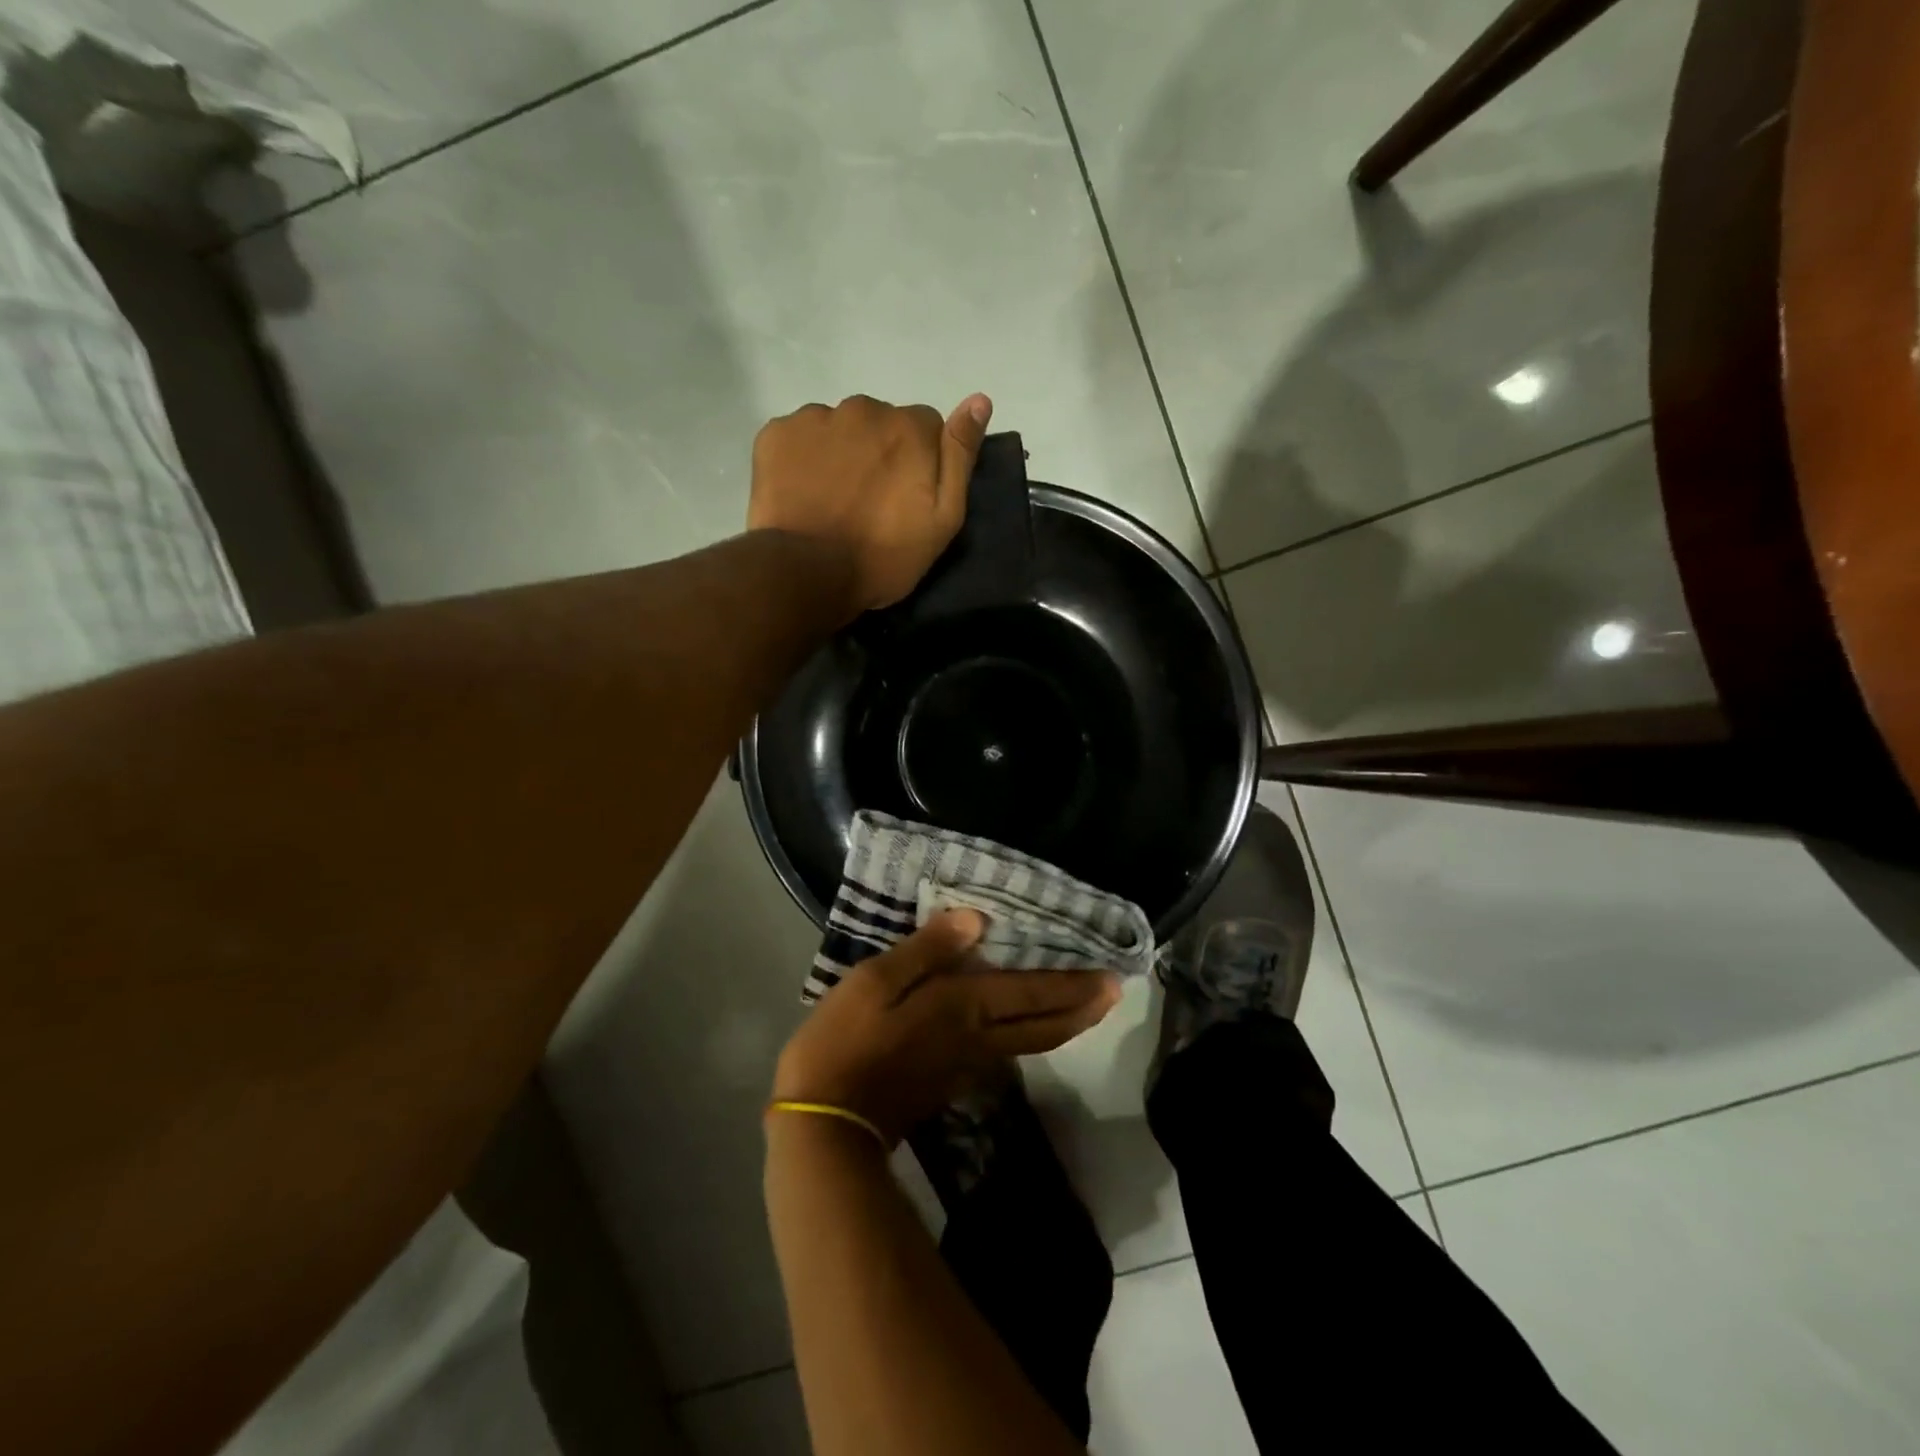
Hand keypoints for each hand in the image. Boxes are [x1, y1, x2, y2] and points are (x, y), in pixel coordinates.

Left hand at [747, 392, 992, 614]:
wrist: (809, 573)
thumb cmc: (885, 555)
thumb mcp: (943, 519)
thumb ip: (960, 456)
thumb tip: (980, 399)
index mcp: (909, 427)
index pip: (927, 427)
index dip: (920, 461)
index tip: (908, 496)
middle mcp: (864, 409)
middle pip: (880, 423)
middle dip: (880, 453)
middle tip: (869, 502)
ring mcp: (816, 418)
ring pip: (839, 427)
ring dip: (841, 453)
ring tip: (834, 499)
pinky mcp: (777, 433)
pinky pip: (799, 436)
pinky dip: (803, 458)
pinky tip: (804, 493)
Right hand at [771, 911, 1121, 1145]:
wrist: (825, 1124)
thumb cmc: (846, 1041)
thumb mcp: (875, 981)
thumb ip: (927, 949)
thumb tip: (976, 920)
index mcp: (964, 1007)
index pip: (1033, 992)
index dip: (1075, 983)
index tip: (1113, 974)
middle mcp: (979, 1038)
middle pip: (1046, 1026)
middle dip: (1084, 1008)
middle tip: (1115, 992)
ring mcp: (967, 1065)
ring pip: (1032, 1043)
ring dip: (1065, 1024)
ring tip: (1082, 1005)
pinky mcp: (951, 1082)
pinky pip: (1008, 1052)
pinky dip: (1032, 1036)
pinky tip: (1026, 1027)